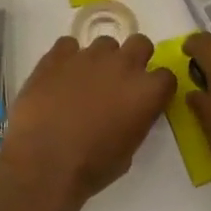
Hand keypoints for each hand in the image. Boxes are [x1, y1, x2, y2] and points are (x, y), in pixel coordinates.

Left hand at [0, 34, 174, 207]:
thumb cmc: (90, 167)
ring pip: (105, 43)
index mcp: (145, 92)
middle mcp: (122, 65)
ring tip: (85, 81)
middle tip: (120, 80)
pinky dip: (68, 58)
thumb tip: (129, 112)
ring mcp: (89, 55)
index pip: (166, 76)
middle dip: (135, 58)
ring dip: (101, 59)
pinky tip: (60, 77)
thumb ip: (135, 122)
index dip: (157, 87)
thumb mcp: (127, 153)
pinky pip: (69, 45)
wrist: (44, 161)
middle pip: (141, 43)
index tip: (147, 98)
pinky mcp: (59, 54)